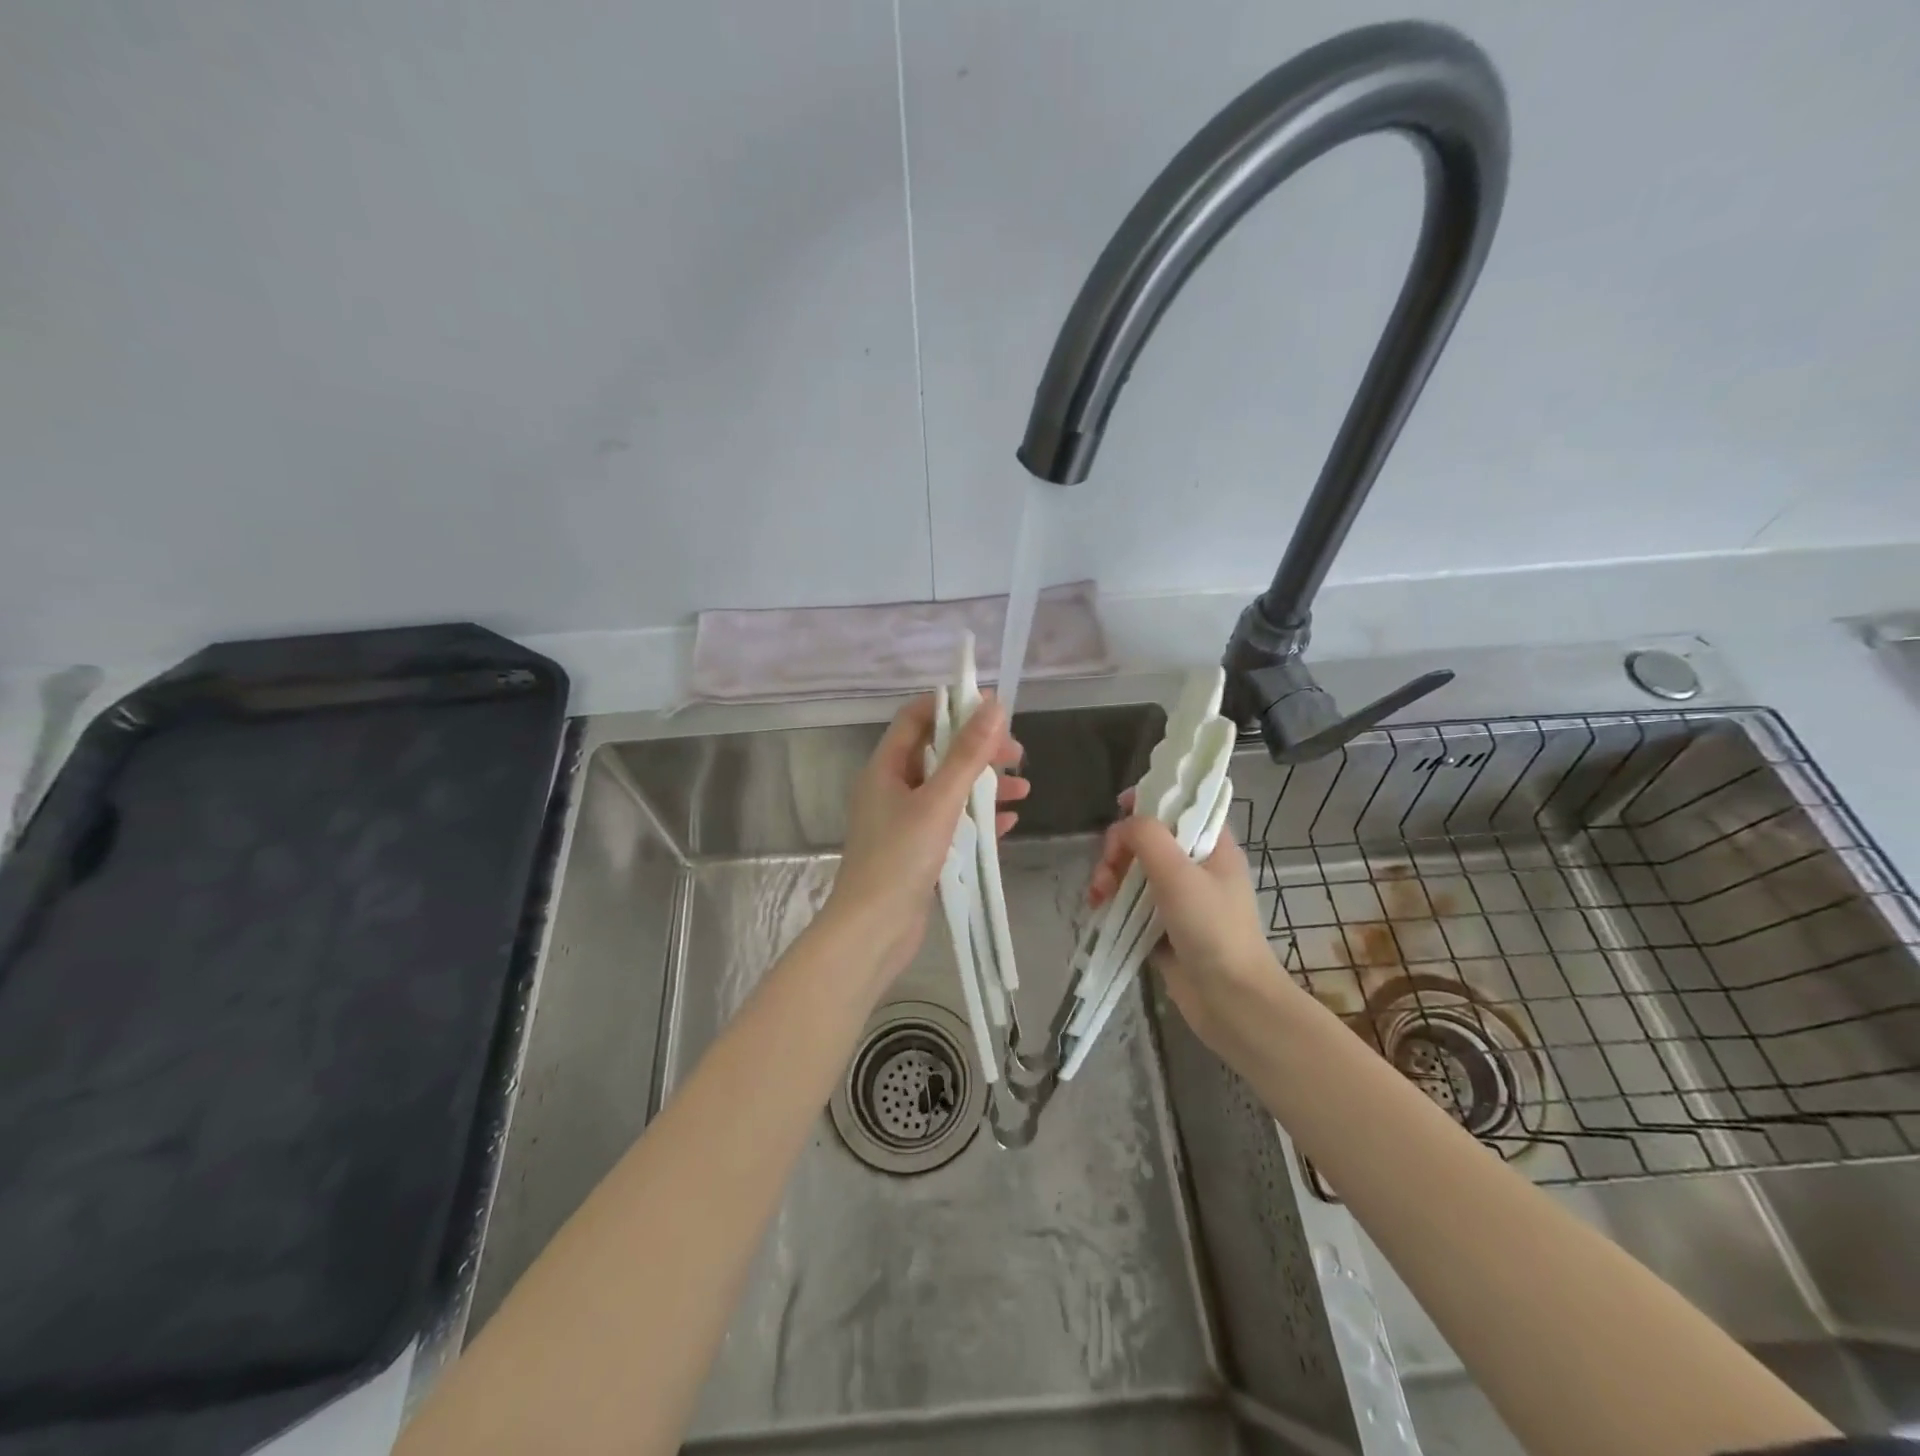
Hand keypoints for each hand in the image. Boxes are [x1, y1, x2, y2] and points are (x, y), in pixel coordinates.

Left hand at [826, 693, 1026, 987]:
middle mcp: (892, 789)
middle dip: (978, 750)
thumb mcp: (938, 801)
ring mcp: (904, 821)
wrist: (873, 931)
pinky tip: (1008, 822)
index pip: (916, 718)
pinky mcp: (917, 851)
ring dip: (984, 785)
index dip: (952, 706)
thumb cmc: (900, 858)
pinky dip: (978, 818)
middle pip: (938, 753)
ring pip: (948, 789)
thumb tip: (992, 706)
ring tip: (1023, 788)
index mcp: (885, 768)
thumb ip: (966, 755)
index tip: (992, 707)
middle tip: (1016, 755)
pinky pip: (951, 823)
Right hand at [1088, 798, 1290, 1064]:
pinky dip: (1114, 902)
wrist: (1232, 1001)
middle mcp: (1197, 867)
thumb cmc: (1212, 929)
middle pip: (1149, 839)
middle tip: (1107, 872)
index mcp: (1212, 846)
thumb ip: (1147, 837)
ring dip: (1111, 876)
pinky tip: (1099, 910)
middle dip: (1120, 849)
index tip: (1119, 809)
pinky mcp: (1165, 927)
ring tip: (1098, 898)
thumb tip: (1123, 825)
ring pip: (1136, 871)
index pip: (1181, 806)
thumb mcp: (1179, 874)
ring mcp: (1181, 899)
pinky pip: (1132, 902)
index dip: (1150, 800)